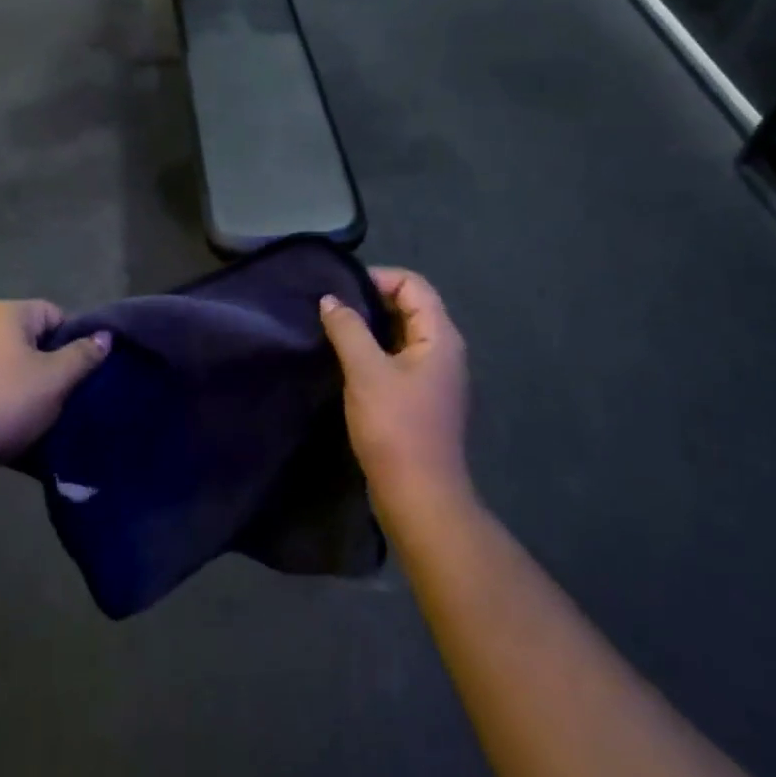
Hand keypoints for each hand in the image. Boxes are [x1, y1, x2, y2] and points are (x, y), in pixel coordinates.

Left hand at [0, 301, 110, 466]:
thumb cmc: (6, 403)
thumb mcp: (56, 380)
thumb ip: (84, 355)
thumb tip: (105, 335)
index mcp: (5, 313)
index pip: (53, 314)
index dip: (72, 341)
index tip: (79, 372)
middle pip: (28, 339)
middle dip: (47, 365)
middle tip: (61, 395)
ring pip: (6, 365)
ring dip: (23, 385)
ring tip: (36, 416)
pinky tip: (6, 427)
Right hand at [319, 269, 470, 507]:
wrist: (420, 497)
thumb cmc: (395, 427)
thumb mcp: (366, 371)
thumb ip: (348, 329)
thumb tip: (331, 300)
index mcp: (440, 336)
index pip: (412, 284)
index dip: (377, 278)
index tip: (340, 289)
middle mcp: (444, 350)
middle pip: (410, 306)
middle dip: (371, 301)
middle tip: (332, 308)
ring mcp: (435, 376)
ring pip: (402, 334)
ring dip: (370, 327)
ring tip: (333, 330)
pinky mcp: (422, 398)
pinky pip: (399, 358)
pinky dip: (375, 351)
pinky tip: (346, 361)